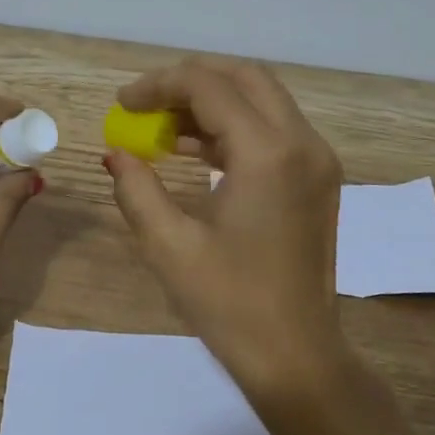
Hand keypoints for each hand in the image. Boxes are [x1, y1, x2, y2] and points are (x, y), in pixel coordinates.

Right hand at [103, 59, 406, 434]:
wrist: (295, 356)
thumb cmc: (229, 304)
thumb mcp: (169, 245)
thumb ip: (136, 188)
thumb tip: (116, 152)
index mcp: (268, 154)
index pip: (209, 87)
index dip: (159, 85)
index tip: (122, 103)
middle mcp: (303, 143)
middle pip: (245, 78)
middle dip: (190, 82)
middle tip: (145, 105)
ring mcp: (317, 161)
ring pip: (263, 101)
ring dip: (212, 103)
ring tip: (162, 129)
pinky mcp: (318, 180)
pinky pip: (274, 131)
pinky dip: (234, 128)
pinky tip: (195, 152)